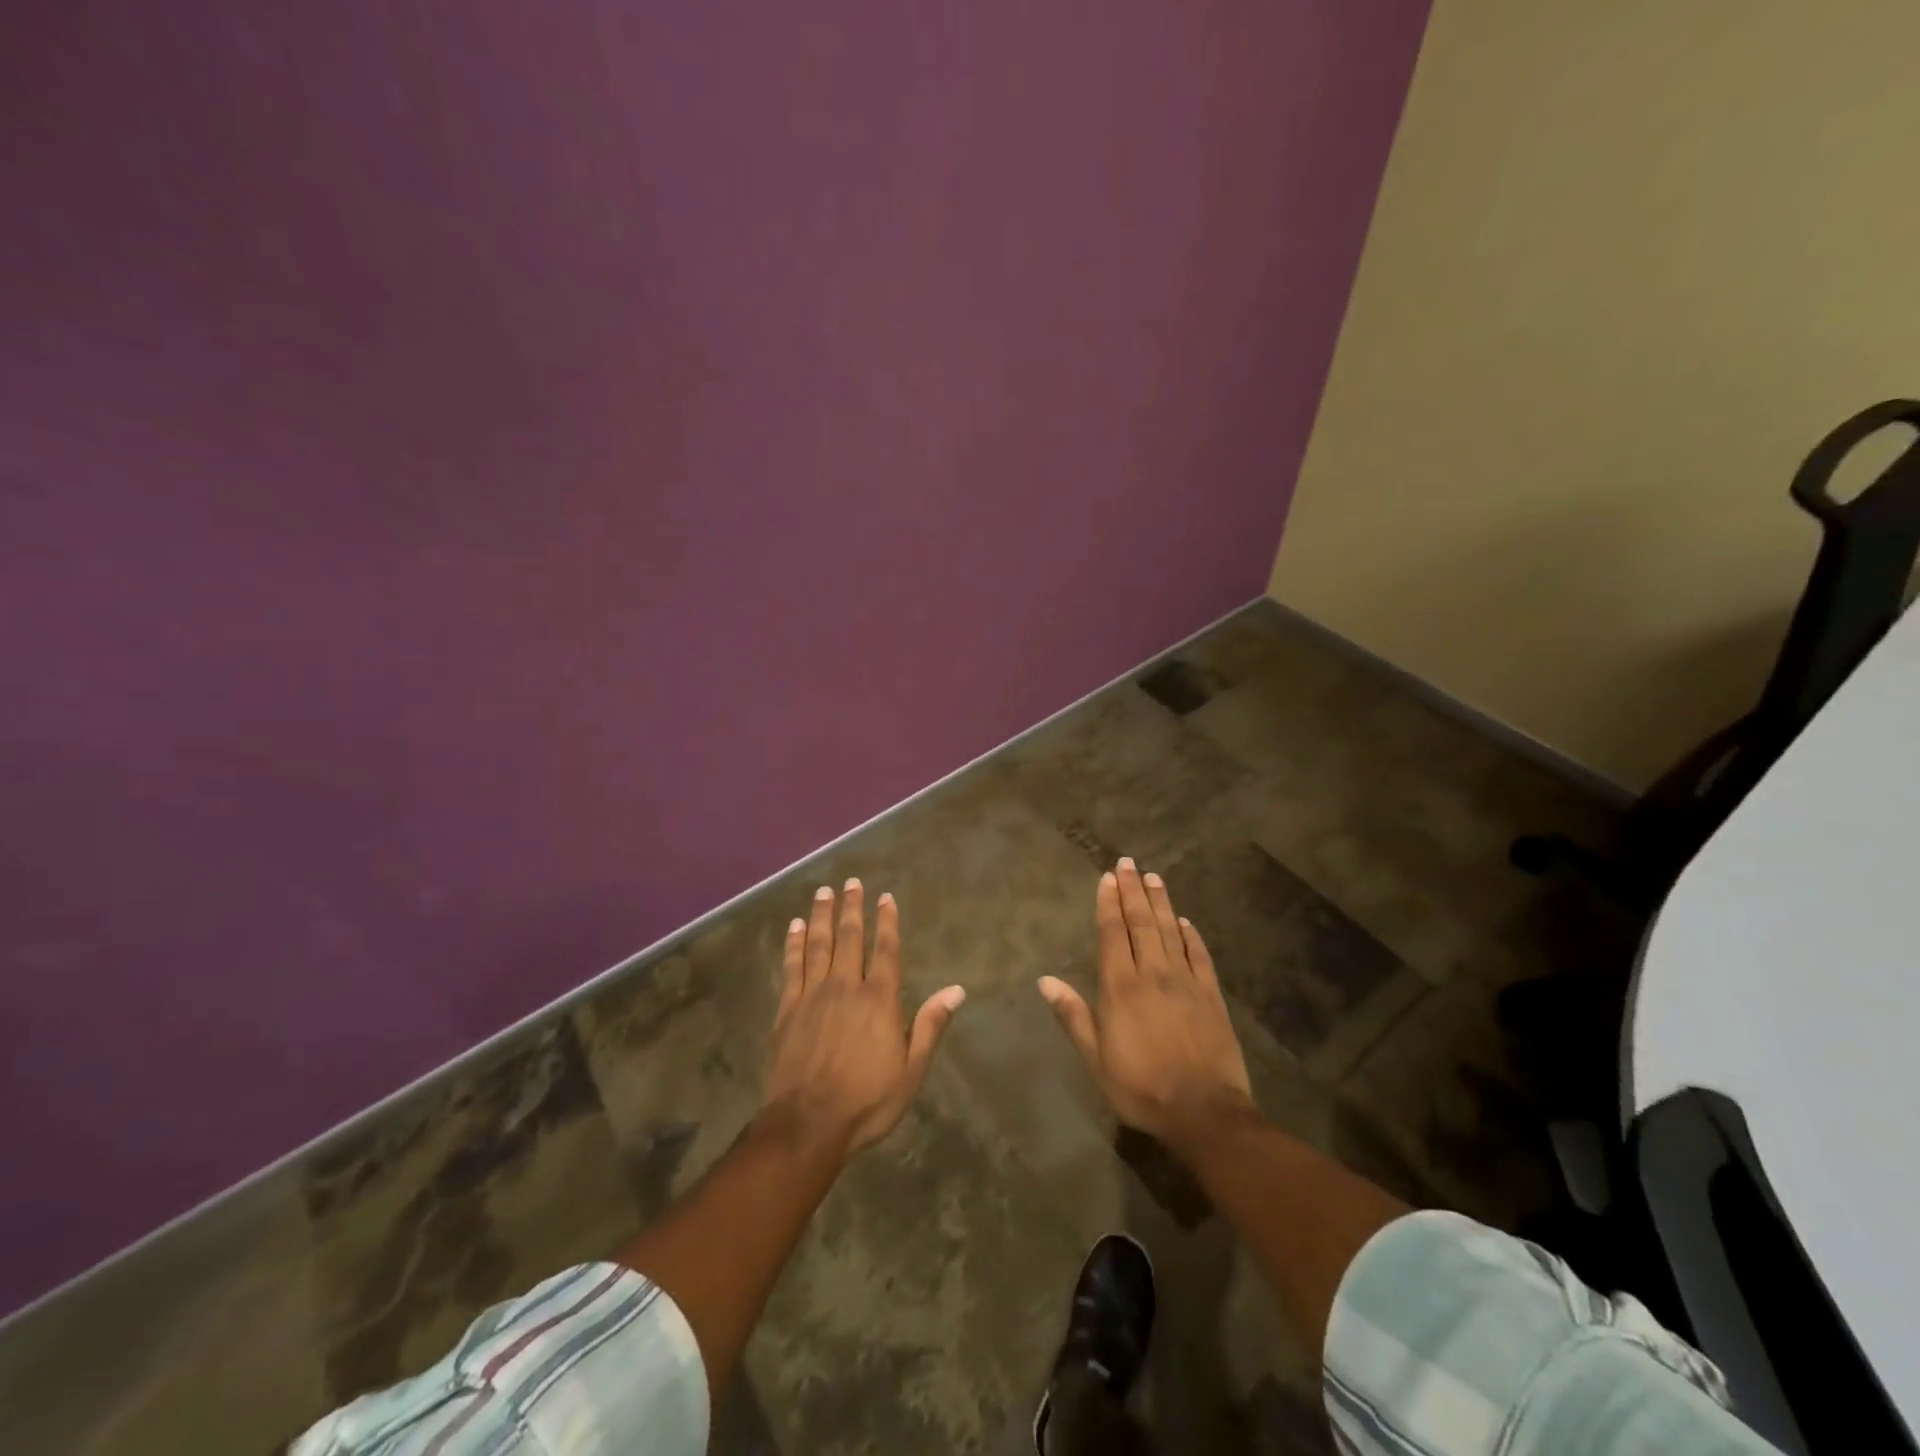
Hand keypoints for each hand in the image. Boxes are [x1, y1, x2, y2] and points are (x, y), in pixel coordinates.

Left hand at [762, 878, 965, 1157]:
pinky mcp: (787, 1009)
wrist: (807, 1125)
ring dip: (822, 916)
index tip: (885, 897)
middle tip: (851, 882)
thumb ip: (930, 1025)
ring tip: (824, 891)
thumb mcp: (911, 1071)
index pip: (885, 950)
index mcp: (879, 999)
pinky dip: (794, 944)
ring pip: (818, 944)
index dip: (887, 921)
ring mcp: (813, 995)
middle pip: (850, 938)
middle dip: (852, 908)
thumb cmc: (867, 1101)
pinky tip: (795, 927)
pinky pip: (791, 967)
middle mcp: (846, 986)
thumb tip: (957, 990)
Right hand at [1039, 858, 1255, 1148]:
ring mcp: (1185, 981)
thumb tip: (1045, 980)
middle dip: (1132, 891)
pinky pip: (1199, 955)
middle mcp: (1153, 973)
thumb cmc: (1141, 1087)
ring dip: (1161, 902)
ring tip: (1153, 877)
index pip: (1113, 933)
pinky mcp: (1211, 995)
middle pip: (1141, 923)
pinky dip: (1191, 935)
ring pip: (1170, 931)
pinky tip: (1185, 921)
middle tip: (1128, 863)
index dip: (1108, 903)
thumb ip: (1073, 1015)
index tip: (1107, 878)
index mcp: (1121, 987)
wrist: (1205, 1112)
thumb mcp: (1096, 1059)